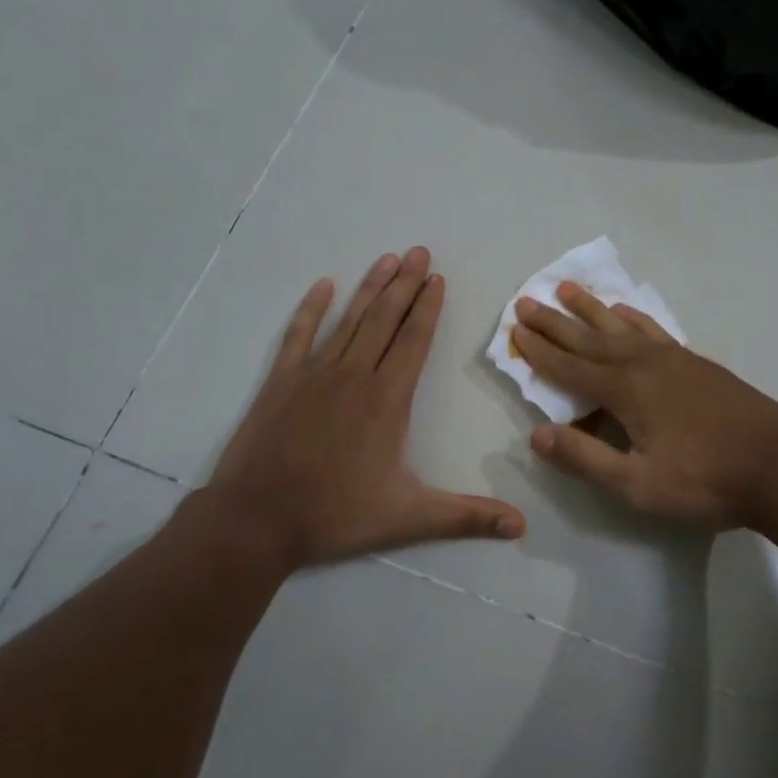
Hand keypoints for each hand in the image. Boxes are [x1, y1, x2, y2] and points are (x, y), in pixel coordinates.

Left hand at [206, 248, 526, 570]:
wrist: (256, 521)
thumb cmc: (336, 514)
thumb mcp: (410, 519)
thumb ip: (467, 517)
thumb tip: (522, 526)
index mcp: (387, 400)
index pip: (414, 341)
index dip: (428, 308)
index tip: (437, 278)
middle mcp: (354, 375)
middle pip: (385, 320)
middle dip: (405, 284)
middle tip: (419, 251)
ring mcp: (314, 375)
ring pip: (349, 320)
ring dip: (370, 288)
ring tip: (388, 258)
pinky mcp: (281, 382)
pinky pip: (299, 335)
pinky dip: (311, 309)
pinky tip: (323, 285)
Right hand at [512, 282, 777, 530]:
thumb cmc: (705, 481)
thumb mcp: (638, 484)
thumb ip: (586, 458)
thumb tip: (537, 436)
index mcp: (626, 391)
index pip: (570, 368)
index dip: (539, 351)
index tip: (515, 331)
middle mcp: (644, 364)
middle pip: (589, 338)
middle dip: (554, 322)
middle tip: (525, 301)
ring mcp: (673, 359)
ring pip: (620, 325)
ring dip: (590, 309)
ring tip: (566, 288)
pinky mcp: (696, 363)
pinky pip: (653, 329)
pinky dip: (632, 317)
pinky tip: (626, 313)